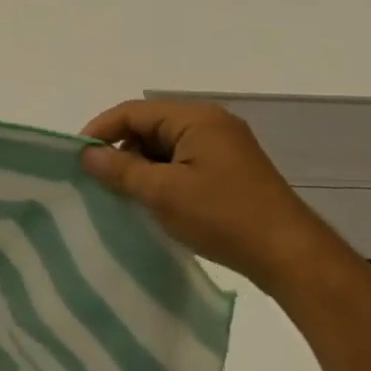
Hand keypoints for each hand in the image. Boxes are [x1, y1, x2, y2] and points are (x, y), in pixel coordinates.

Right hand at [79, 100, 351, 294]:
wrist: (293, 258)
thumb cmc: (223, 216)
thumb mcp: (162, 192)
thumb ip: (119, 169)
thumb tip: (86, 154)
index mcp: (196, 118)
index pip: (132, 112)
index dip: (100, 130)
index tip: (77, 157)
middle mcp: (212, 124)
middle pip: (148, 126)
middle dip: (120, 149)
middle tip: (98, 178)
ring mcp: (224, 147)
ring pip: (164, 146)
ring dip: (140, 166)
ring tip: (122, 193)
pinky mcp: (231, 171)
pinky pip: (183, 162)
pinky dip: (162, 176)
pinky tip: (152, 201)